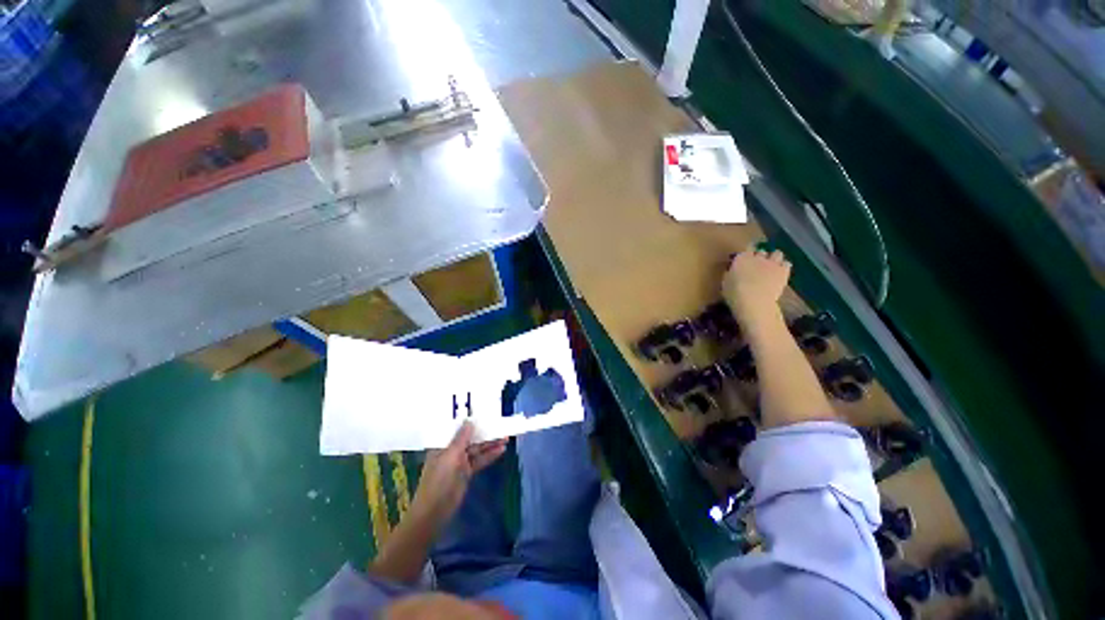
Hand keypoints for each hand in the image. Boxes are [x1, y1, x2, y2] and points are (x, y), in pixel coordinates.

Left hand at [410, 422, 507, 528]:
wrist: (434, 512)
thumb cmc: (438, 481)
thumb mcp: (450, 457)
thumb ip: (461, 439)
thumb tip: (469, 421)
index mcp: (442, 444)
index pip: (457, 428)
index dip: (470, 421)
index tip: (484, 413)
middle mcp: (451, 451)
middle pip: (470, 438)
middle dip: (484, 432)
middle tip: (500, 425)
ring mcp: (460, 462)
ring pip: (477, 449)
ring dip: (490, 443)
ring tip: (506, 437)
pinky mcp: (467, 473)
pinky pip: (480, 461)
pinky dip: (490, 455)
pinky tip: (501, 450)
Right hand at [723, 248, 791, 320]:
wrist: (754, 302)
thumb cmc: (734, 293)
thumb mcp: (725, 283)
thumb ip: (730, 274)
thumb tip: (731, 271)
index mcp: (742, 258)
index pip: (747, 247)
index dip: (747, 252)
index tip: (745, 258)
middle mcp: (758, 256)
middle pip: (761, 250)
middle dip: (760, 256)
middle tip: (757, 264)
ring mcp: (772, 263)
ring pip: (777, 253)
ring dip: (774, 258)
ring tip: (771, 265)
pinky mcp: (784, 271)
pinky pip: (787, 263)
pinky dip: (783, 266)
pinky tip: (780, 272)